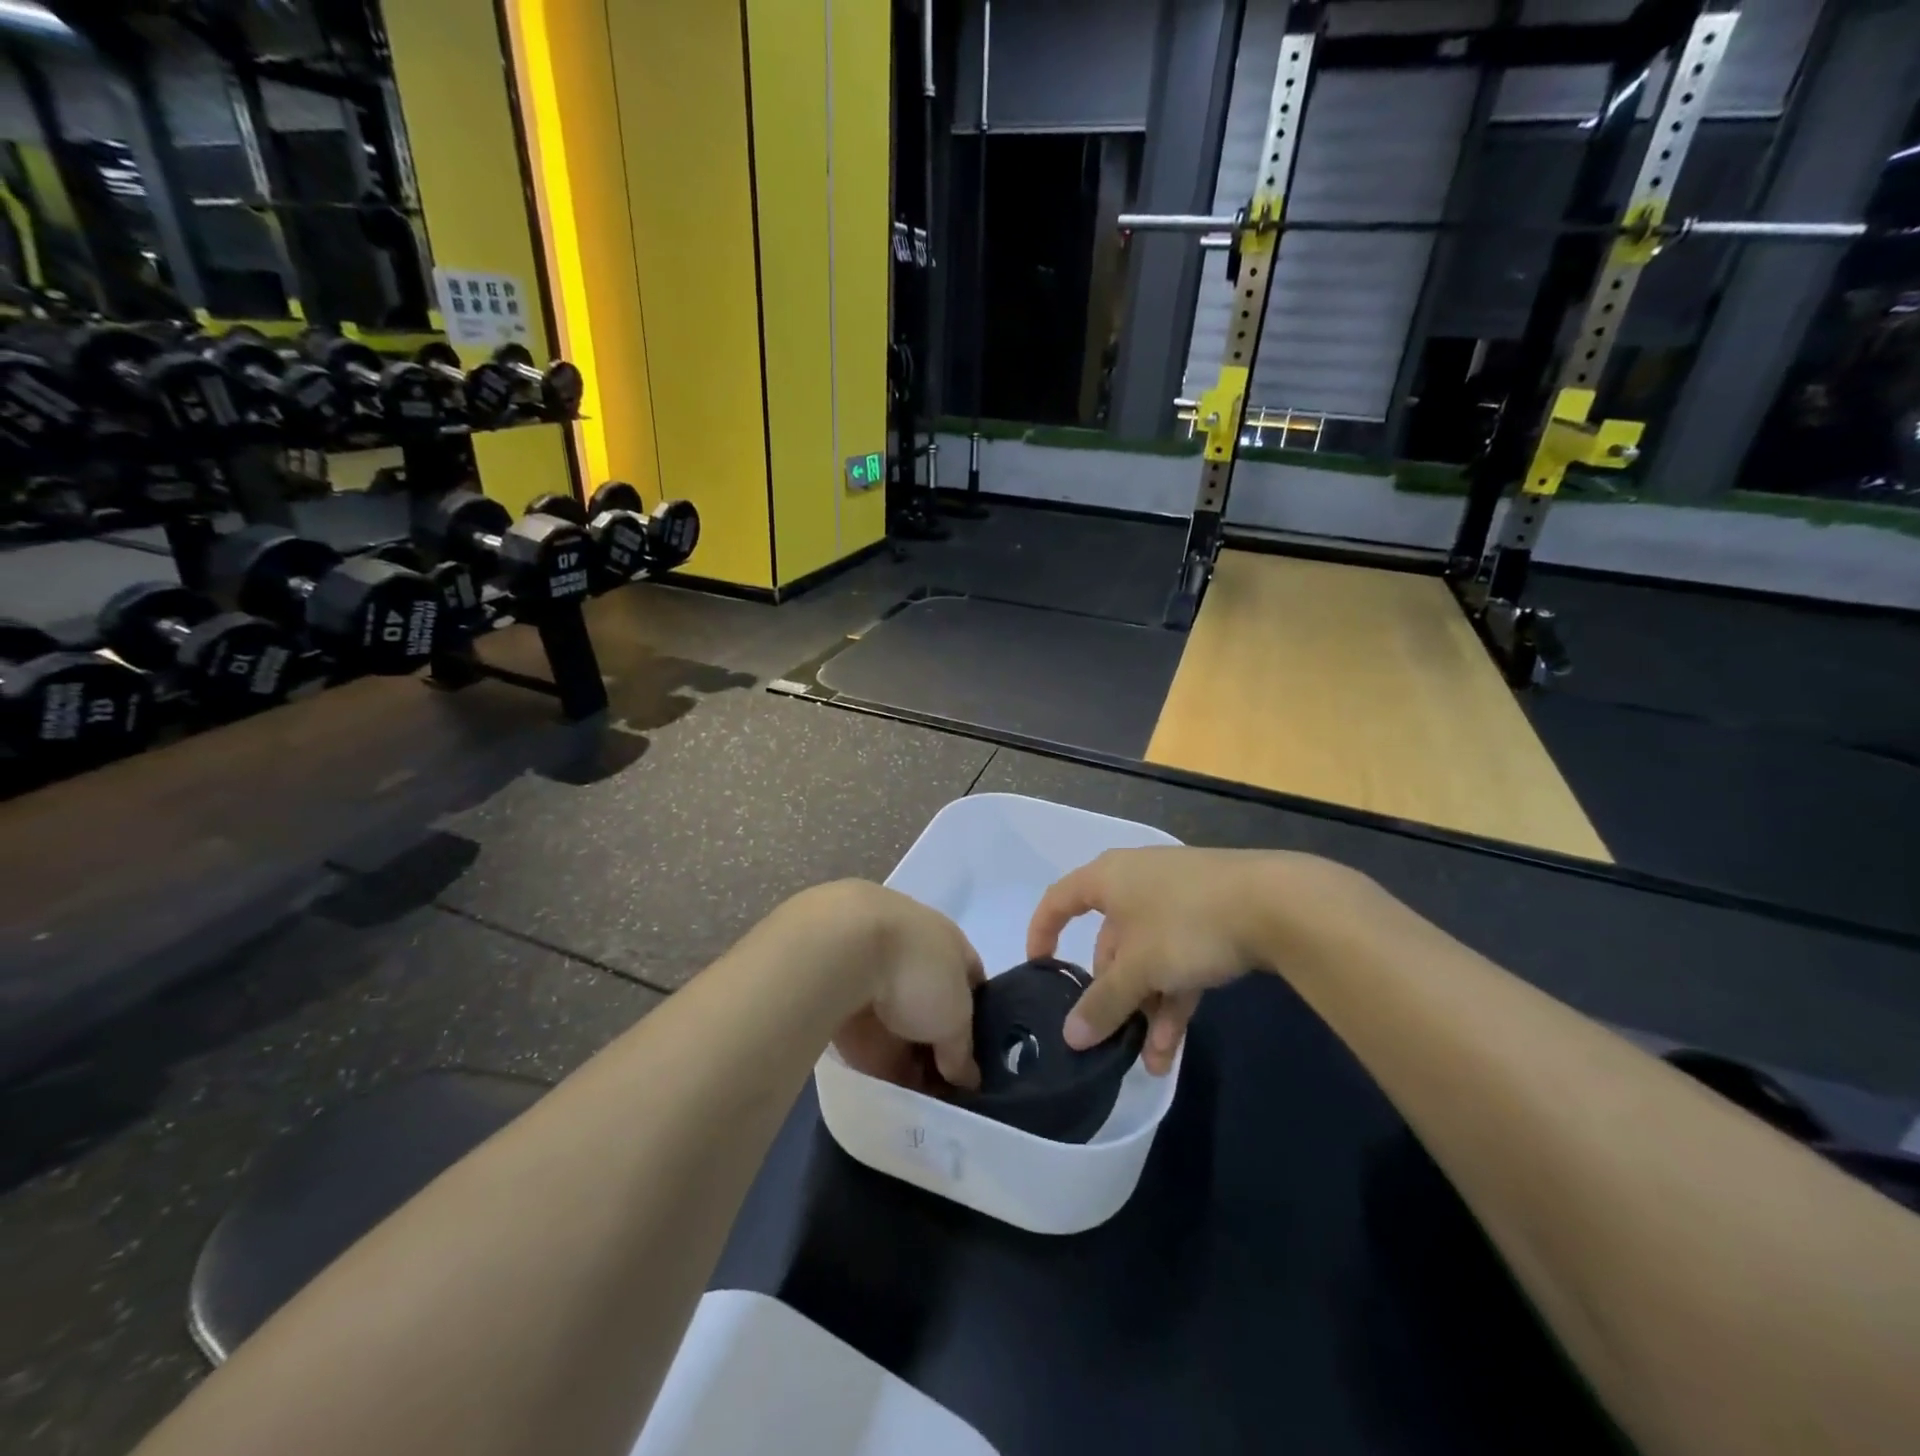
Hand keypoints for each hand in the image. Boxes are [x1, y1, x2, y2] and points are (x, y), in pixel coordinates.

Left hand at [811, 882, 984, 1093]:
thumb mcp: (954, 1018)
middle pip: (932, 1004)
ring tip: (916, 1098)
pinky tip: (884, 1088)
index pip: (971, 982)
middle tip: (946, 1087)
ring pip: (897, 1019)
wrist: (840, 949)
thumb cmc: (916, 971)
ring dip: (905, 1052)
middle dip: (939, 1043)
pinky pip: (863, 1029)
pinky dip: (873, 1055)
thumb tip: (966, 1078)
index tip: (977, 1057)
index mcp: (948, 942)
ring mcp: (873, 967)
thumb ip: (961, 1050)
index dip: (978, 1019)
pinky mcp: (838, 989)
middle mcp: (912, 950)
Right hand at [1026, 848, 1372, 1073]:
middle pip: (1111, 941)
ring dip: (1147, 1007)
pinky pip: (1179, 958)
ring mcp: (1178, 899)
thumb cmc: (1186, 923)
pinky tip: (1175, 1046)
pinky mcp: (1212, 917)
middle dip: (1113, 994)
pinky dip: (1174, 996)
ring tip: (1151, 1061)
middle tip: (1110, 1035)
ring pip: (1149, 957)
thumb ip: (1103, 1002)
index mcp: (1109, 878)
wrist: (1278, 903)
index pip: (1060, 901)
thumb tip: (1070, 1035)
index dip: (1043, 932)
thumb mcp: (1139, 967)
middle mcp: (1137, 883)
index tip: (1038, 969)